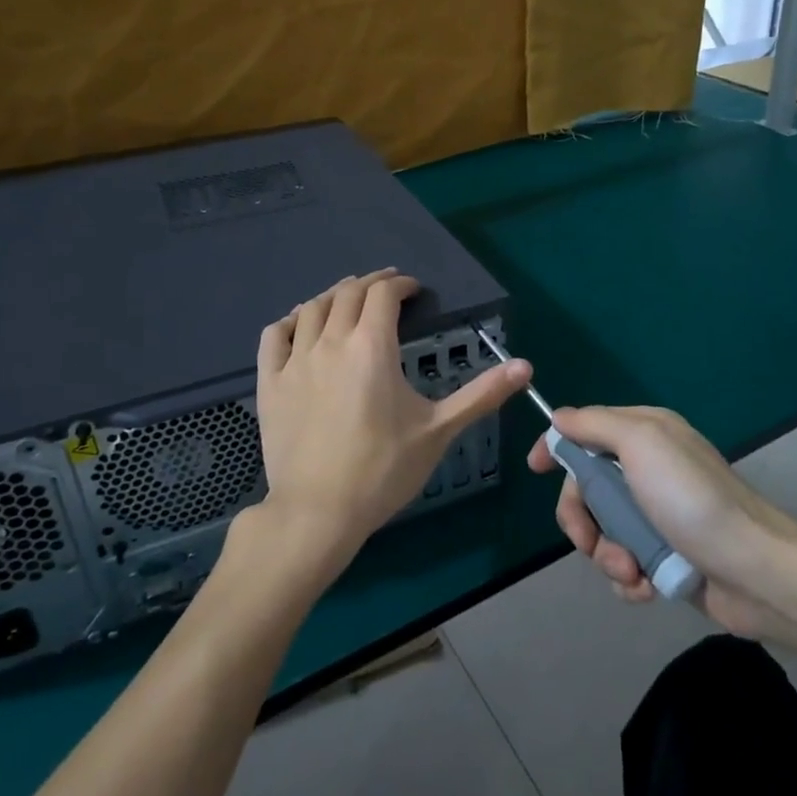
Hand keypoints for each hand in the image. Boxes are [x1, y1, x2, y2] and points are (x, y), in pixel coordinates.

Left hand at [255, 269, 531, 565]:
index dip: (401, 285)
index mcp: (371, 346)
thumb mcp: (439, 430)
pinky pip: (274, 336)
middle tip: (387, 287)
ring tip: (348, 297)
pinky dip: (290, 321)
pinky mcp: (270, 383)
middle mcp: (331, 342)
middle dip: (371, 283)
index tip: (414, 290)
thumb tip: (526, 366)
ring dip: (333, 295)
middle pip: (348, 293)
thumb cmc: (383, 469)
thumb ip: (481, 394)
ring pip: (311, 308)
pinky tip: (299, 323)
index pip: (384, 295)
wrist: (318, 512)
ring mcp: (295, 361)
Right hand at [528, 406, 796, 642]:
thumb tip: (560, 417)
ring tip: (631, 571)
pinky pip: (624, 564)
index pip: (586, 431)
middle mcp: (649, 470)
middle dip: (582, 518)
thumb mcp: (642, 443)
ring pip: (603, 530)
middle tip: (589, 541)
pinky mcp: (665, 557)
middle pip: (588, 487)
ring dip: (608, 555)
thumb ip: (596, 425)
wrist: (755, 571)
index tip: (535, 468)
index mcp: (645, 435)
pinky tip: (645, 588)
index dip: (558, 447)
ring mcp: (658, 516)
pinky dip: (628, 579)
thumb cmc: (692, 499)